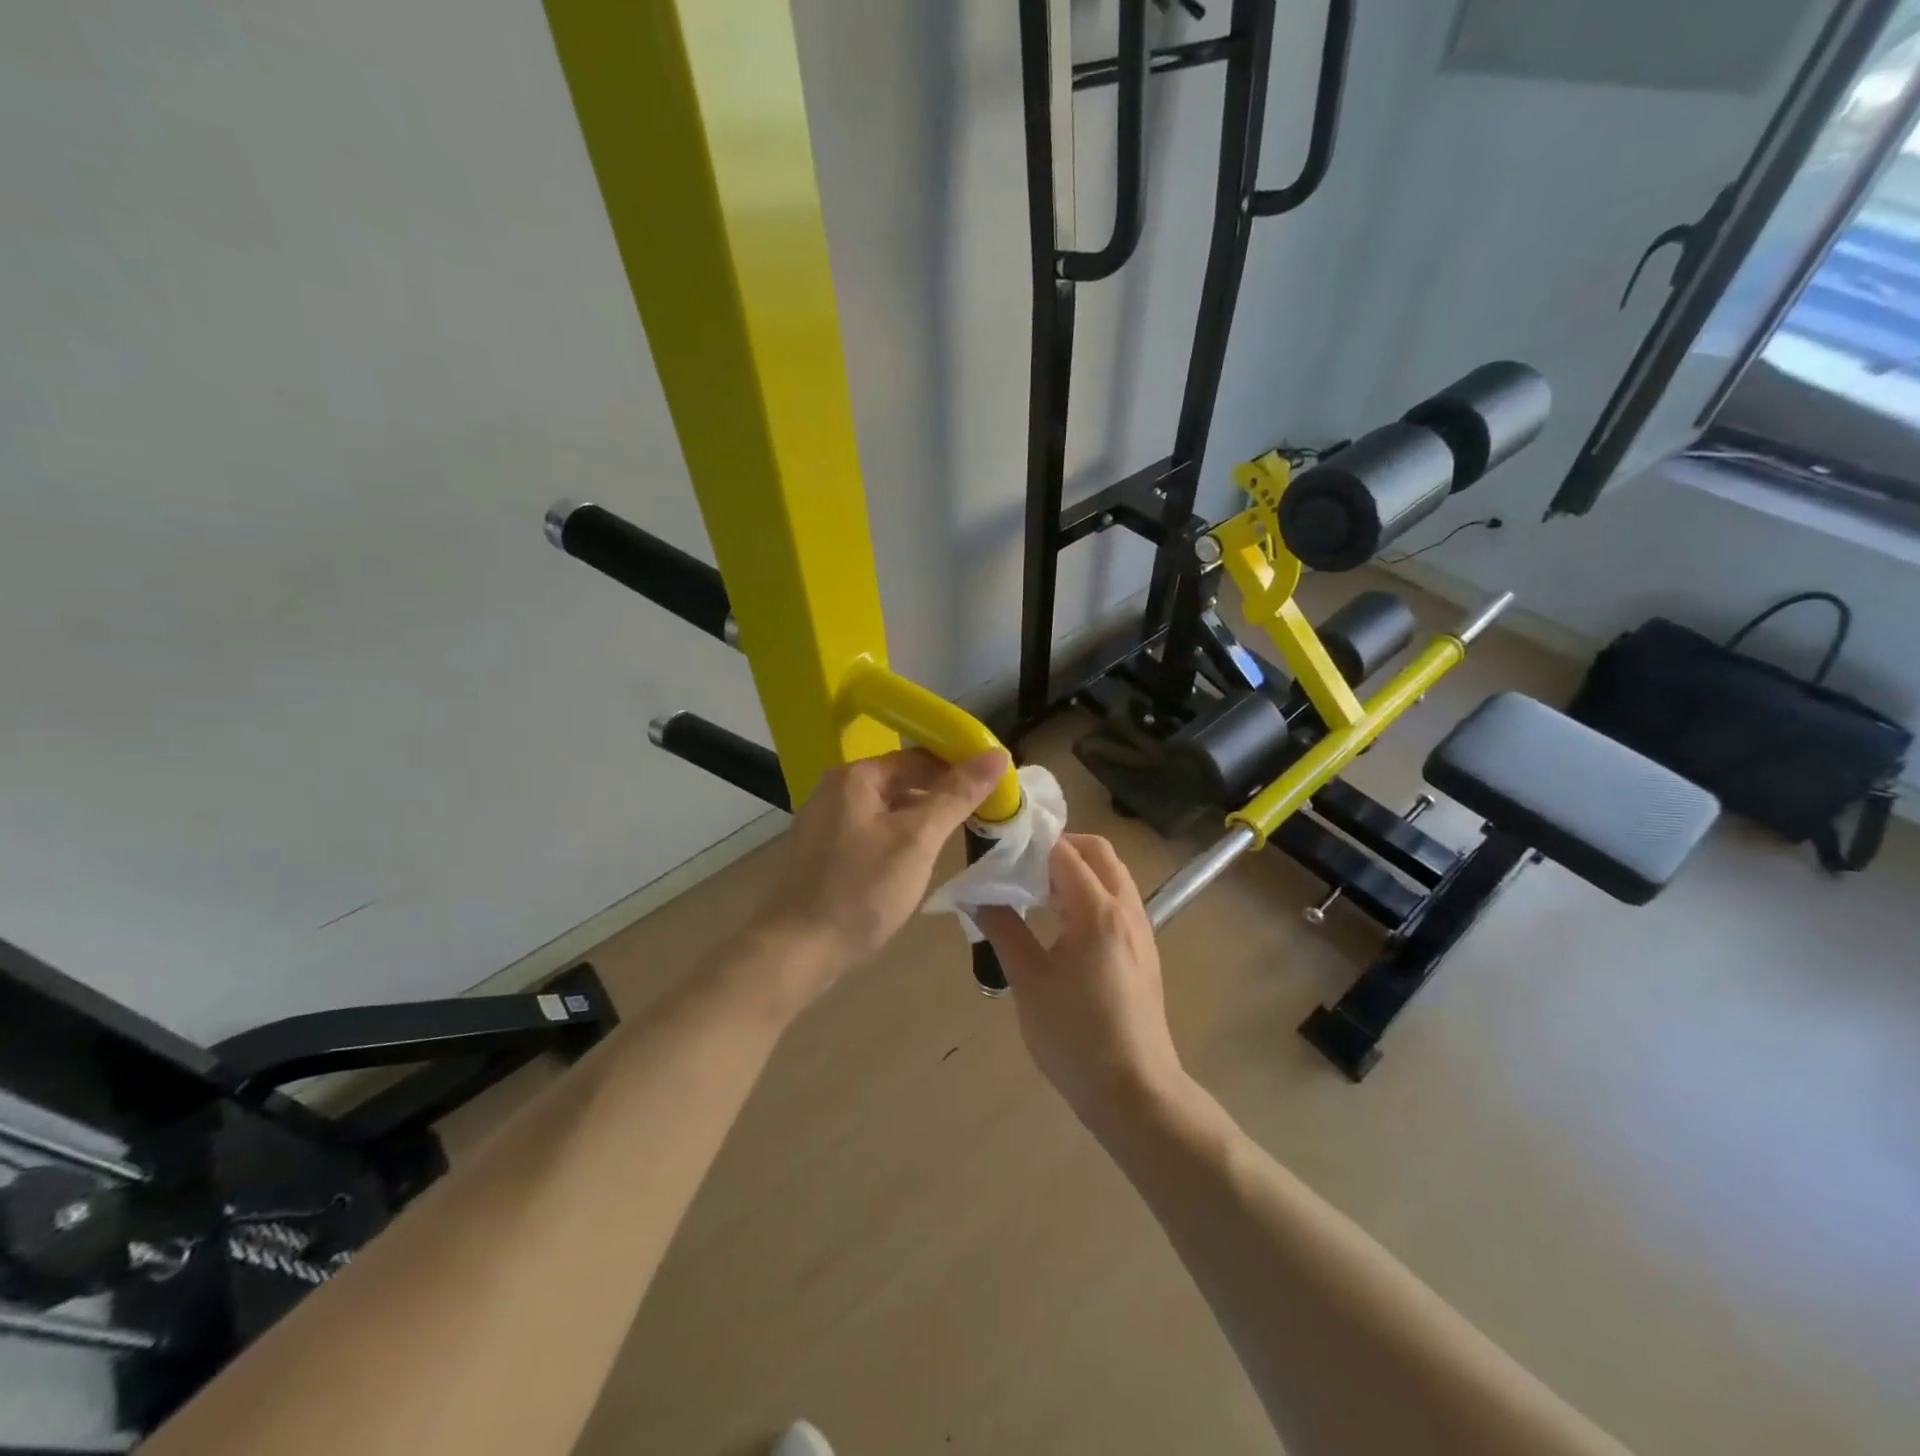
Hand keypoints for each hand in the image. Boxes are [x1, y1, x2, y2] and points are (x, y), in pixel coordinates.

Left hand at [753, 747, 1011, 997]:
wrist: (798, 950)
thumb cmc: (861, 890)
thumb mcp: (917, 840)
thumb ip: (957, 795)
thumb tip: (997, 754)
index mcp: (856, 776)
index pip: (921, 757)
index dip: (960, 768)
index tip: (996, 788)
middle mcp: (837, 789)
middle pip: (903, 779)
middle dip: (943, 795)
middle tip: (984, 815)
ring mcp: (827, 820)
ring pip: (889, 807)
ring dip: (923, 817)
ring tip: (959, 836)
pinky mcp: (825, 849)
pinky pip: (873, 829)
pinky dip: (900, 836)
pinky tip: (919, 859)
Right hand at [977, 834, 1187, 1125]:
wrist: (1135, 1092)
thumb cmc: (1075, 1036)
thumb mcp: (1028, 981)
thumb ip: (1003, 929)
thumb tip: (978, 896)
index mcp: (1098, 911)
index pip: (1065, 852)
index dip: (1032, 843)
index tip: (1001, 848)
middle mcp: (1127, 910)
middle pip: (1098, 853)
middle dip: (1061, 847)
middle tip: (1022, 865)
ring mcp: (1141, 930)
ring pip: (1112, 876)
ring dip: (1078, 869)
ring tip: (1036, 892)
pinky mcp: (1144, 951)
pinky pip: (1118, 901)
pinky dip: (1091, 892)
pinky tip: (1062, 923)